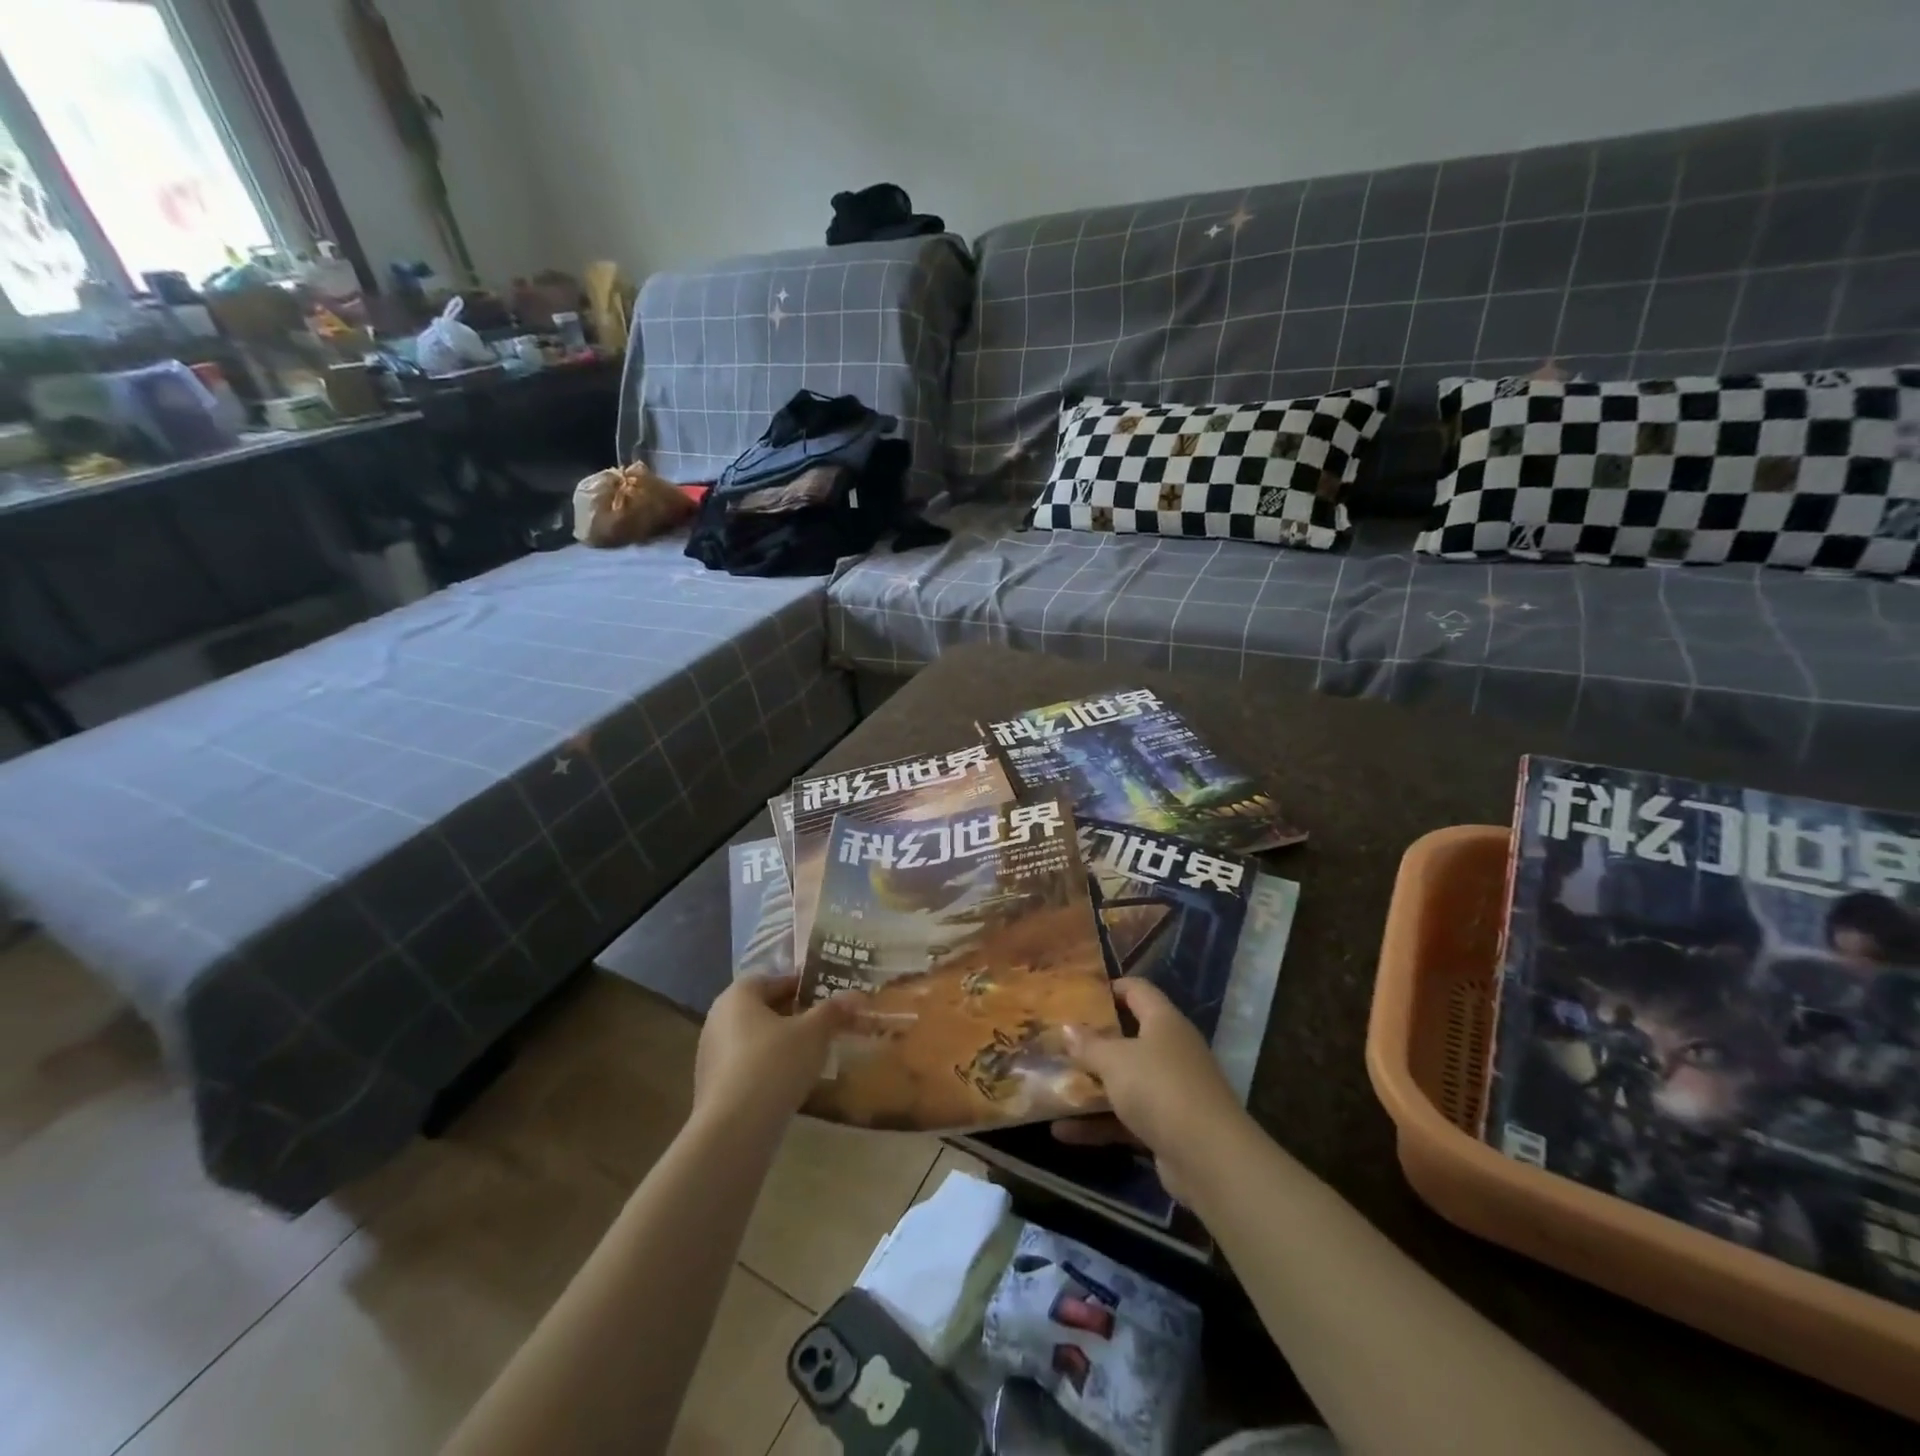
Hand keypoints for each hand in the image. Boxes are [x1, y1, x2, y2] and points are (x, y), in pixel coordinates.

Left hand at [695, 974, 862, 1127]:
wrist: (734, 1130)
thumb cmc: (775, 1064)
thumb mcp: (814, 1032)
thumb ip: (834, 1010)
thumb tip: (856, 995)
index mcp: (738, 996)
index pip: (773, 979)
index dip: (801, 986)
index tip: (826, 998)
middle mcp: (718, 1018)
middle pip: (762, 1008)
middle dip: (793, 1015)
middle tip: (822, 1025)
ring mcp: (710, 1054)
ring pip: (754, 1038)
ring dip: (780, 1043)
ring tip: (810, 1055)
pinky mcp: (712, 1086)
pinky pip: (746, 1065)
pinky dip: (767, 1067)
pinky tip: (788, 1082)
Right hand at [1055, 978, 1248, 1203]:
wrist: (1209, 1158)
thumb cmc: (1159, 1088)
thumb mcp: (1115, 1060)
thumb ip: (1089, 1044)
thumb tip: (1067, 1027)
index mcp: (1164, 1022)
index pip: (1138, 990)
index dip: (1110, 988)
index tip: (1078, 993)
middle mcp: (1171, 1051)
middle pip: (1128, 1037)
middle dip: (1093, 1041)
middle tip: (1057, 1039)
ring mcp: (1170, 1090)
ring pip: (1125, 1081)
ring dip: (1091, 1087)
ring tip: (1052, 1085)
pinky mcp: (1167, 1128)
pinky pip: (1126, 1118)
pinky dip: (1098, 1123)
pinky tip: (1062, 1132)